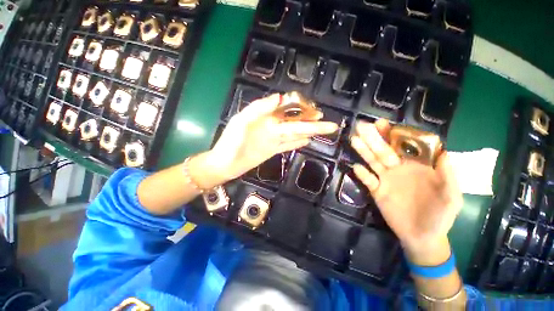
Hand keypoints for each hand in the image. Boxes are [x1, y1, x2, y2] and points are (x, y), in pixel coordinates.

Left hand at [198, 94, 337, 185]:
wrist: (225, 163)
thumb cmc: (230, 142)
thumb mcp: (241, 122)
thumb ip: (258, 108)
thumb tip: (279, 97)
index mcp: (266, 117)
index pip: (287, 108)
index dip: (301, 108)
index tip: (314, 109)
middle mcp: (272, 126)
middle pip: (295, 123)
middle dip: (311, 122)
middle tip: (326, 121)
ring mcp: (274, 139)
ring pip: (294, 133)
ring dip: (308, 131)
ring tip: (322, 129)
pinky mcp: (273, 150)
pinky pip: (288, 145)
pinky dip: (297, 143)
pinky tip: (307, 141)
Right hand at [350, 119, 462, 258]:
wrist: (422, 236)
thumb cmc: (440, 216)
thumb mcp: (451, 196)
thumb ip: (448, 174)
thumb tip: (443, 150)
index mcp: (415, 166)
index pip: (402, 146)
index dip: (393, 134)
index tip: (382, 124)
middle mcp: (397, 169)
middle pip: (383, 150)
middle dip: (373, 138)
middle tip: (361, 126)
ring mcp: (385, 179)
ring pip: (372, 162)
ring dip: (363, 151)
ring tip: (354, 140)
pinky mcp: (376, 191)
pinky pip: (367, 180)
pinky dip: (361, 174)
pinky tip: (357, 168)